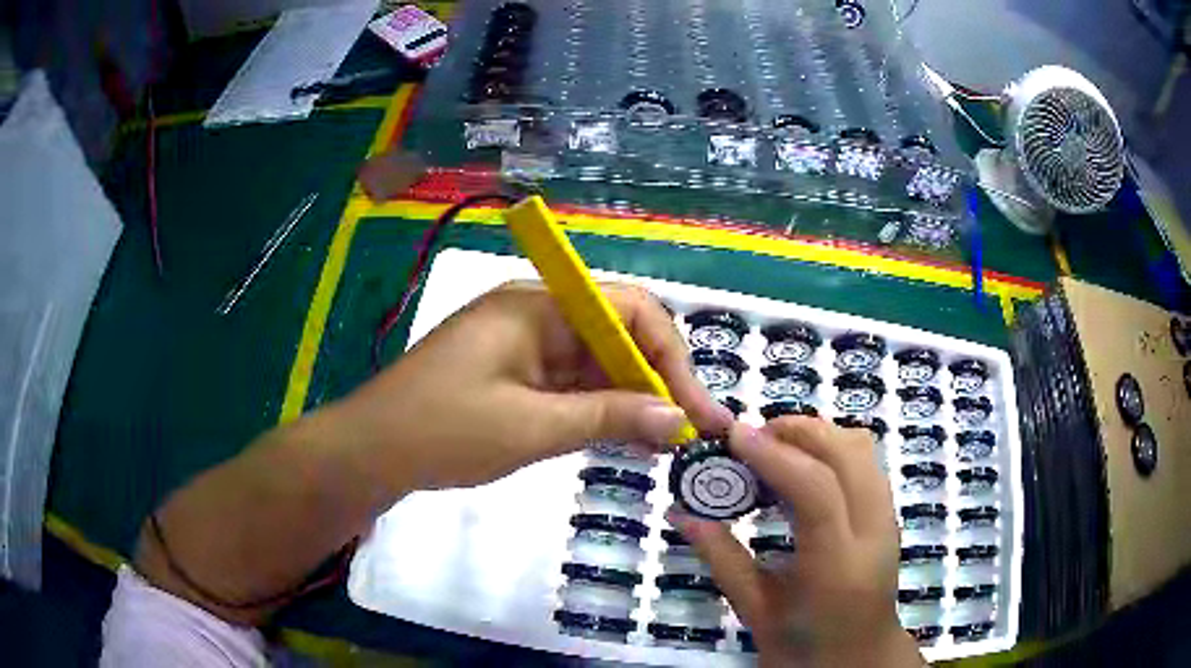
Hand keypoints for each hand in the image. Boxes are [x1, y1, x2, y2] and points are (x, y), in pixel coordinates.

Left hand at [329, 281, 732, 491]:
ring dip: (629, 398)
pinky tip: (623, 437)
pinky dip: (598, 408)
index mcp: (538, 306)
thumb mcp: (531, 427)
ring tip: (664, 442)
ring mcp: (524, 344)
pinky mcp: (514, 373)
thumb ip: (609, 417)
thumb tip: (679, 419)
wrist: (371, 452)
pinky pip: (570, 383)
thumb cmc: (443, 431)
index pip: (628, 310)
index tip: (693, 410)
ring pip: (596, 363)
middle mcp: (536, 313)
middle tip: (687, 433)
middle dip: (656, 381)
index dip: (670, 356)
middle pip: (616, 335)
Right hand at [670, 418, 921, 666]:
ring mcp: (887, 518)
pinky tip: (799, 469)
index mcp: (837, 567)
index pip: (816, 490)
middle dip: (796, 431)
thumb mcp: (755, 610)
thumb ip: (721, 558)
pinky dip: (830, 448)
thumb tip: (680, 511)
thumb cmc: (804, 646)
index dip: (774, 454)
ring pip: (861, 447)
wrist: (858, 658)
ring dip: (815, 435)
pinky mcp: (888, 512)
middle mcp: (873, 532)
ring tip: (773, 451)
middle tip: (749, 441)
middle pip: (847, 452)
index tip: (733, 435)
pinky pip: (864, 459)